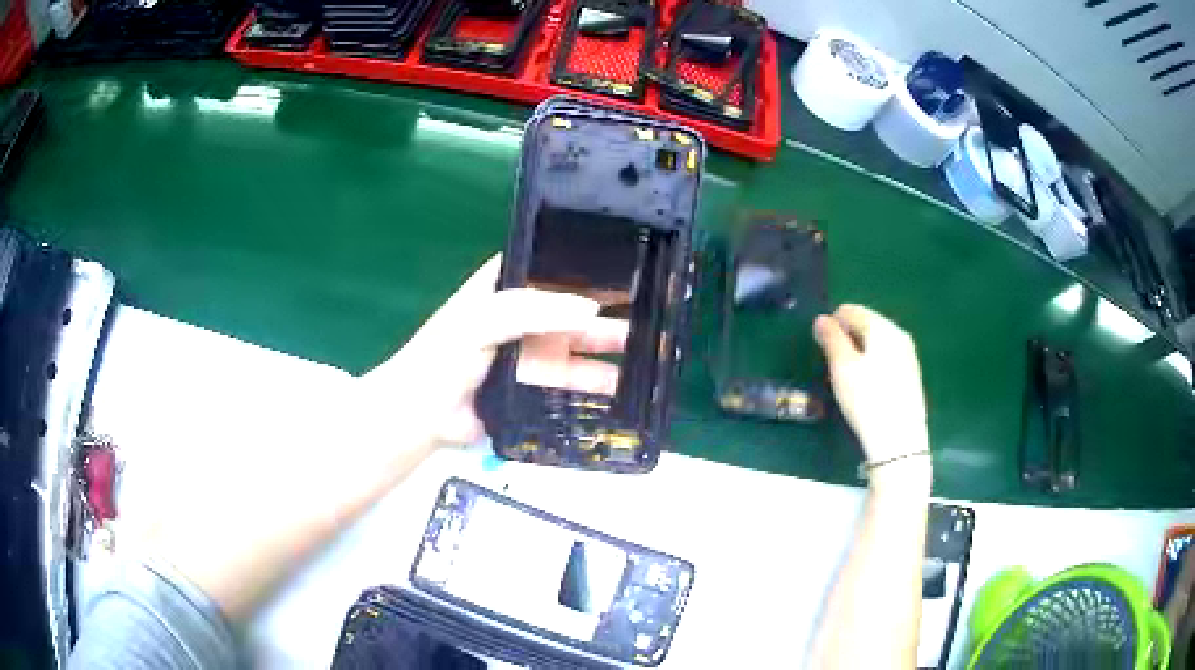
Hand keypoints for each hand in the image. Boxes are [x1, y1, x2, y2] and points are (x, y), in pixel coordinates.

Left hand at [360, 255, 626, 445]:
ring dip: (610, 344)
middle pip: (573, 304)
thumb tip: (593, 309)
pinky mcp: (536, 384)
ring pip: (578, 343)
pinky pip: (572, 379)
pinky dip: (597, 381)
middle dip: (610, 306)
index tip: (631, 261)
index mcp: (507, 286)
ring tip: (650, 347)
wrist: (425, 415)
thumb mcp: (484, 318)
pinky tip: (625, 384)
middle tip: (653, 307)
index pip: (553, 265)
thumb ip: (535, 309)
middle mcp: (524, 314)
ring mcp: (532, 350)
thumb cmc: (446, 356)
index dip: (588, 263)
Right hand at [813, 305, 928, 466]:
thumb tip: (822, 319)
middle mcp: (899, 335)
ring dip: (860, 353)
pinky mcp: (912, 376)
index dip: (832, 325)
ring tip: (849, 379)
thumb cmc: (867, 400)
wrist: (899, 441)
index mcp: (882, 327)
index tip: (823, 349)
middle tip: (835, 365)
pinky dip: (874, 365)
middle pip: (867, 324)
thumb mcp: (842, 368)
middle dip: (848, 338)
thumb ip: (831, 339)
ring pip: (877, 343)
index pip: (851, 311)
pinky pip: (887, 359)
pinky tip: (868, 388)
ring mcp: (909, 356)